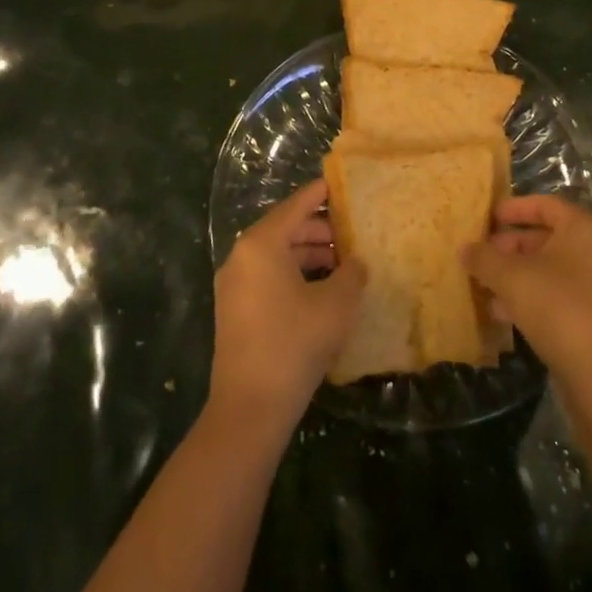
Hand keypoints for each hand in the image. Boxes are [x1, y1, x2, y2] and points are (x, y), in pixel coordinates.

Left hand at [210, 178, 365, 433]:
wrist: (250, 407)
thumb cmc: (295, 343)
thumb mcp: (336, 304)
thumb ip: (352, 273)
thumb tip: (356, 263)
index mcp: (261, 244)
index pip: (296, 206)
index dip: (320, 193)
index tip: (341, 183)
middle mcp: (242, 256)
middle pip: (286, 229)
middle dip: (320, 230)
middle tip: (354, 233)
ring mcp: (235, 285)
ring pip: (278, 256)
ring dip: (310, 256)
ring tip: (345, 265)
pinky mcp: (235, 310)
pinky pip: (269, 277)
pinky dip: (296, 276)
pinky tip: (324, 291)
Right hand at [462, 195, 591, 391]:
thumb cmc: (557, 308)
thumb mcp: (510, 277)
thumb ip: (484, 258)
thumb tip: (465, 249)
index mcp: (583, 229)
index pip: (546, 205)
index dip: (514, 208)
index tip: (488, 217)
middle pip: (548, 237)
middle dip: (511, 246)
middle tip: (482, 256)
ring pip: (553, 269)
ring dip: (518, 274)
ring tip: (486, 286)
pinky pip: (561, 295)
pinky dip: (534, 296)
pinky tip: (505, 314)